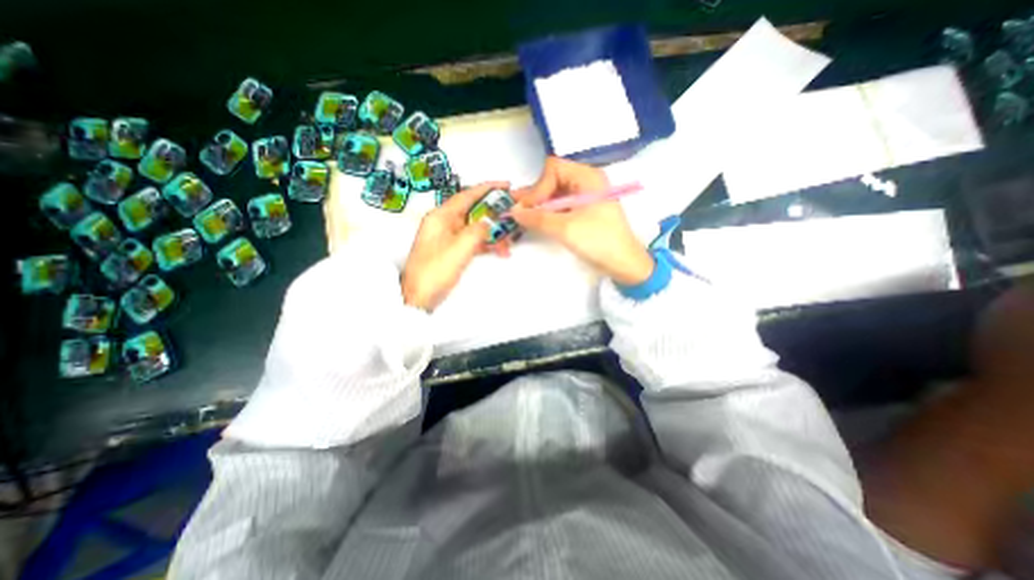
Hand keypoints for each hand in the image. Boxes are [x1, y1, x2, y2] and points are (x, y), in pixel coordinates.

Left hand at [399, 181, 507, 311]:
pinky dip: (486, 244)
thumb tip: (490, 221)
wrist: (419, 298)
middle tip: (511, 213)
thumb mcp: (460, 248)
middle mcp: (444, 224)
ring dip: (492, 232)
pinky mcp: (452, 250)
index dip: (487, 188)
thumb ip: (478, 230)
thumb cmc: (434, 273)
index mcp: (441, 217)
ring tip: (508, 240)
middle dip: (493, 212)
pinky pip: (473, 240)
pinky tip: (498, 250)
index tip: (505, 185)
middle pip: (473, 210)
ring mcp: (448, 238)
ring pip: (475, 227)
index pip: (467, 195)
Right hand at [509, 156, 652, 284]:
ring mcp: (587, 197)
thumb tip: (514, 211)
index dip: (538, 187)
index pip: (554, 170)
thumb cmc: (598, 241)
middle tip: (518, 209)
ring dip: (541, 204)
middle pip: (554, 179)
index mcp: (587, 177)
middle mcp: (587, 182)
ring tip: (524, 216)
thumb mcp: (565, 228)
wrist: (624, 264)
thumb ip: (537, 218)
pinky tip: (538, 221)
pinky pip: (563, 206)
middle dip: (536, 194)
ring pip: (557, 194)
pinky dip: (549, 212)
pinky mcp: (586, 211)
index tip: (528, 208)